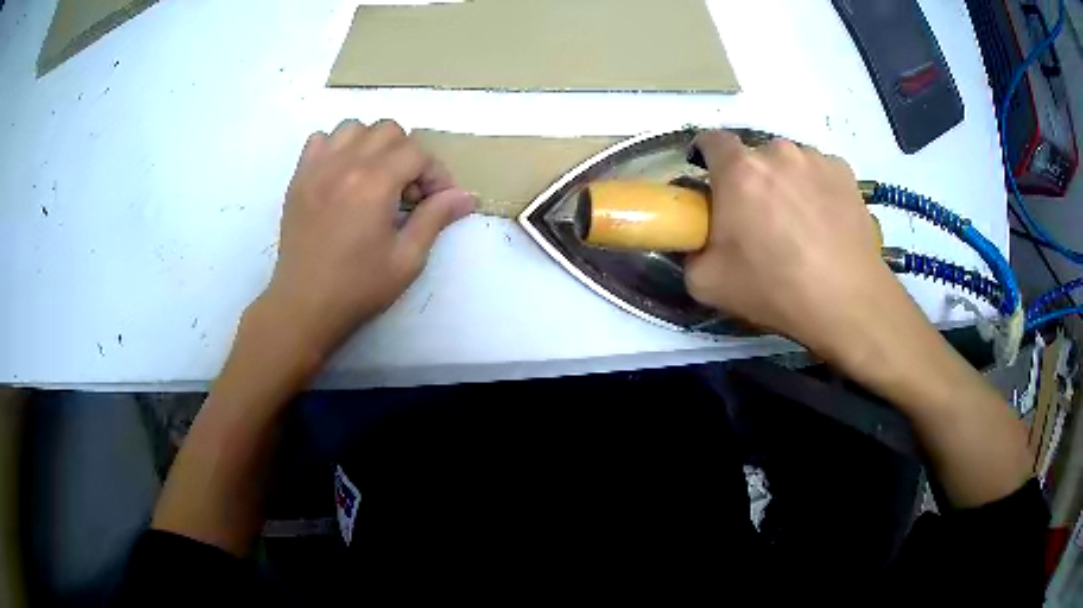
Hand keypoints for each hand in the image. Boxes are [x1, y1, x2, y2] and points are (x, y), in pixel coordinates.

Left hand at [256, 119, 474, 362]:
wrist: (304, 305)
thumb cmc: (358, 287)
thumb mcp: (407, 259)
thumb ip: (435, 218)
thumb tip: (467, 196)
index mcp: (374, 183)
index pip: (417, 153)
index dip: (435, 174)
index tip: (437, 201)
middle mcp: (345, 164)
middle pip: (388, 130)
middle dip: (407, 155)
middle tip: (406, 191)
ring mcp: (317, 168)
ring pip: (354, 127)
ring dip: (372, 145)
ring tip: (374, 177)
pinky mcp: (299, 178)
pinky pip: (320, 139)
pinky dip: (337, 147)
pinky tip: (342, 174)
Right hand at [685, 131, 898, 361]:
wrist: (847, 301)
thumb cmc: (775, 288)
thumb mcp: (707, 283)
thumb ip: (690, 251)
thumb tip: (698, 240)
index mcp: (739, 171)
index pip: (710, 140)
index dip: (706, 158)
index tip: (712, 184)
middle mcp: (777, 152)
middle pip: (754, 156)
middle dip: (750, 179)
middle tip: (759, 220)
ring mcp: (815, 159)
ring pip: (789, 163)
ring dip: (786, 182)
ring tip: (799, 224)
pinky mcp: (845, 172)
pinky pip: (819, 172)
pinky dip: (816, 189)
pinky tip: (825, 223)